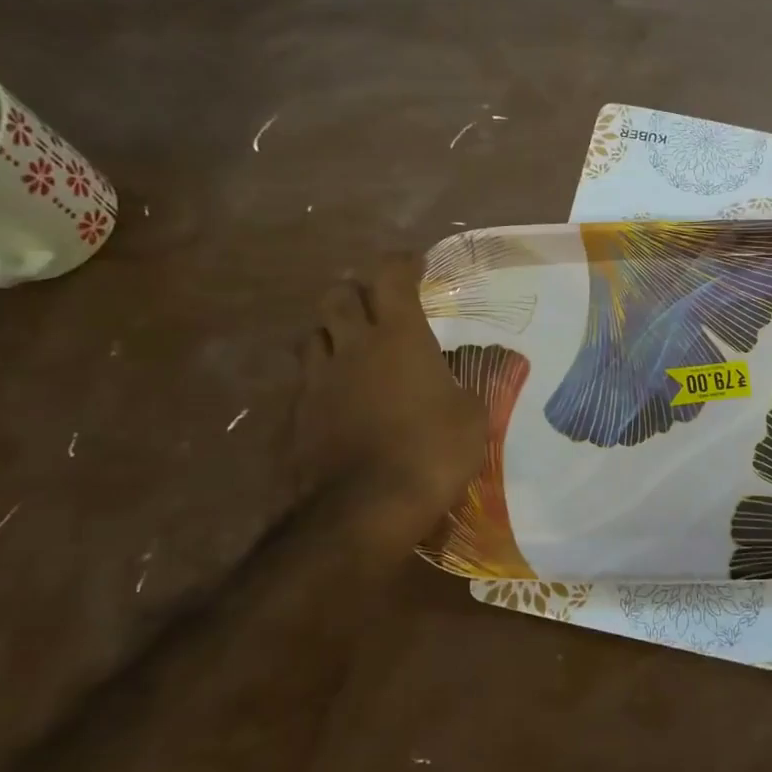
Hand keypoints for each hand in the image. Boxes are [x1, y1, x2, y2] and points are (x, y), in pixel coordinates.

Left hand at [289, 252, 484, 527]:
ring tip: (352, 348)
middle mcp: (354, 346)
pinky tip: (338, 396)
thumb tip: (457, 383)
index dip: (402, 263)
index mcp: (400, 336)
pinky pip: (306, 380)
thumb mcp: (471, 417)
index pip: (391, 276)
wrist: (366, 507)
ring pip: (314, 334)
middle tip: (377, 307)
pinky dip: (322, 377)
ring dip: (333, 332)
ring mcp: (319, 379)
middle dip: (356, 292)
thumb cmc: (432, 452)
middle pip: (338, 295)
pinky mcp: (299, 414)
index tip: (415, 264)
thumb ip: (463, 388)